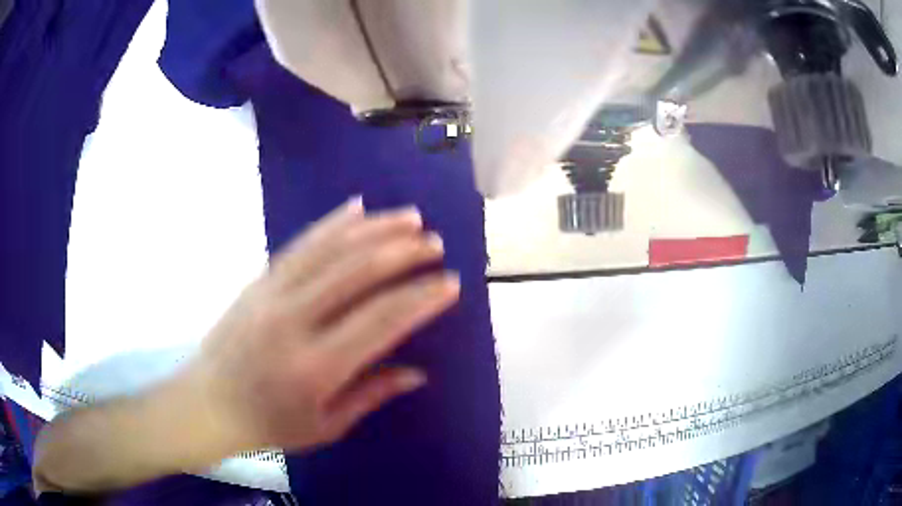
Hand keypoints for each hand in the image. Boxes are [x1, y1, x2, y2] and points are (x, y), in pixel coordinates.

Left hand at [186, 198, 458, 453]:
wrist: (208, 402)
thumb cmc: (268, 424)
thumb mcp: (325, 426)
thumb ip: (372, 394)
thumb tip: (418, 372)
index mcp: (315, 366)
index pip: (380, 321)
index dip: (420, 300)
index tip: (450, 283)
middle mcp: (293, 320)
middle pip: (356, 273)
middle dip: (403, 253)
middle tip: (435, 244)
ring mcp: (271, 293)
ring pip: (329, 249)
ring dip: (374, 229)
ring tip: (409, 217)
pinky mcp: (259, 281)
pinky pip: (299, 244)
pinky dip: (331, 223)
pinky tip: (355, 208)